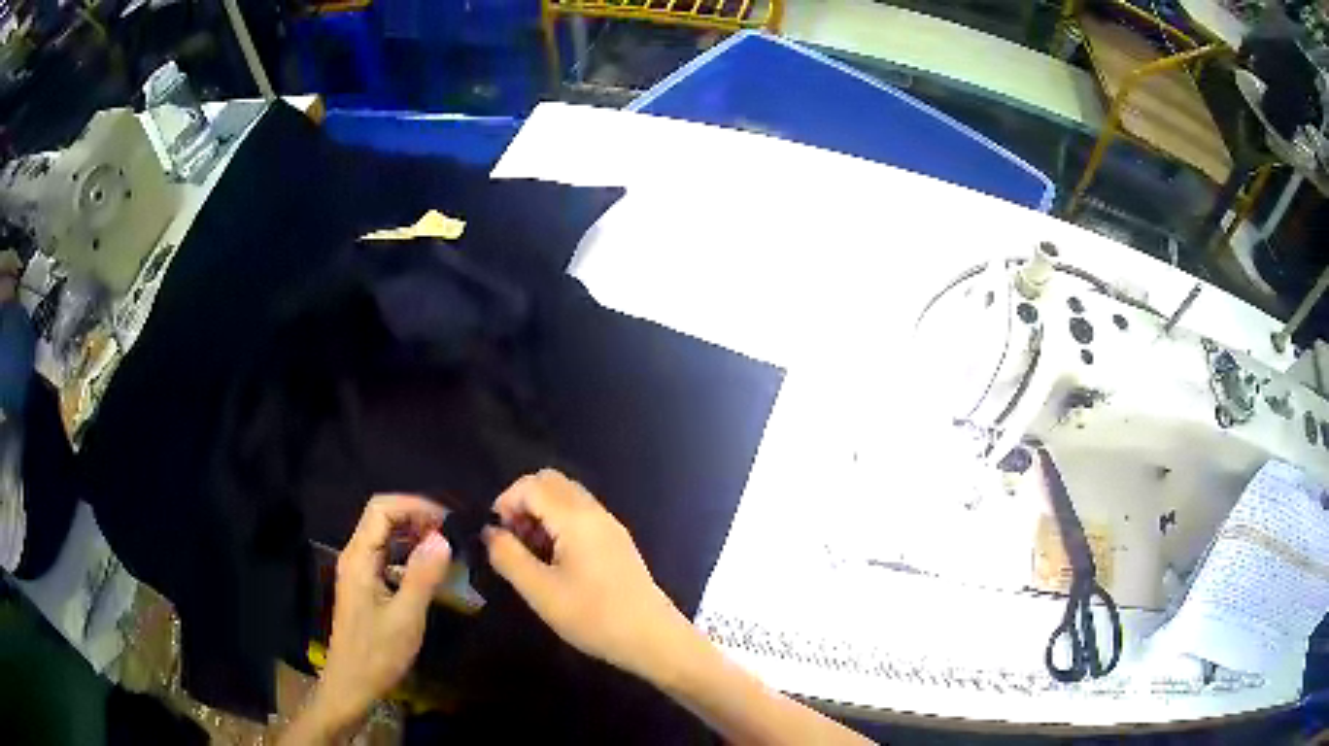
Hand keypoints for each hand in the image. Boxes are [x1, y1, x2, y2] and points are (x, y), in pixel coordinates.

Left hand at [307, 494, 451, 735]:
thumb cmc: (377, 654)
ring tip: (446, 548)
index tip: (447, 521)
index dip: (414, 506)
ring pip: (384, 536)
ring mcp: (358, 571)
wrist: (352, 684)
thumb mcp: (406, 618)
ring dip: (414, 535)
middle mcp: (355, 557)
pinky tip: (430, 570)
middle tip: (451, 534)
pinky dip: (408, 554)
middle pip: (381, 518)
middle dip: (416, 517)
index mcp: (359, 559)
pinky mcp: (365, 586)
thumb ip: (422, 576)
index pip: (381, 510)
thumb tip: (443, 538)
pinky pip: (386, 556)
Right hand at [483, 470, 691, 681]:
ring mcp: (609, 525)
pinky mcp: (616, 541)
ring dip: (540, 513)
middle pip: (550, 482)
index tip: (496, 537)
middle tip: (512, 540)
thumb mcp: (540, 592)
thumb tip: (490, 532)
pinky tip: (554, 560)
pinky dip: (559, 523)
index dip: (505, 502)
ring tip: (530, 554)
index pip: (531, 485)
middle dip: (522, 503)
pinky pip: (580, 514)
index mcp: (576, 518)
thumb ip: (509, 557)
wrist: (651, 638)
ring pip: (566, 497)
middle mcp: (594, 512)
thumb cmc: (593, 616)